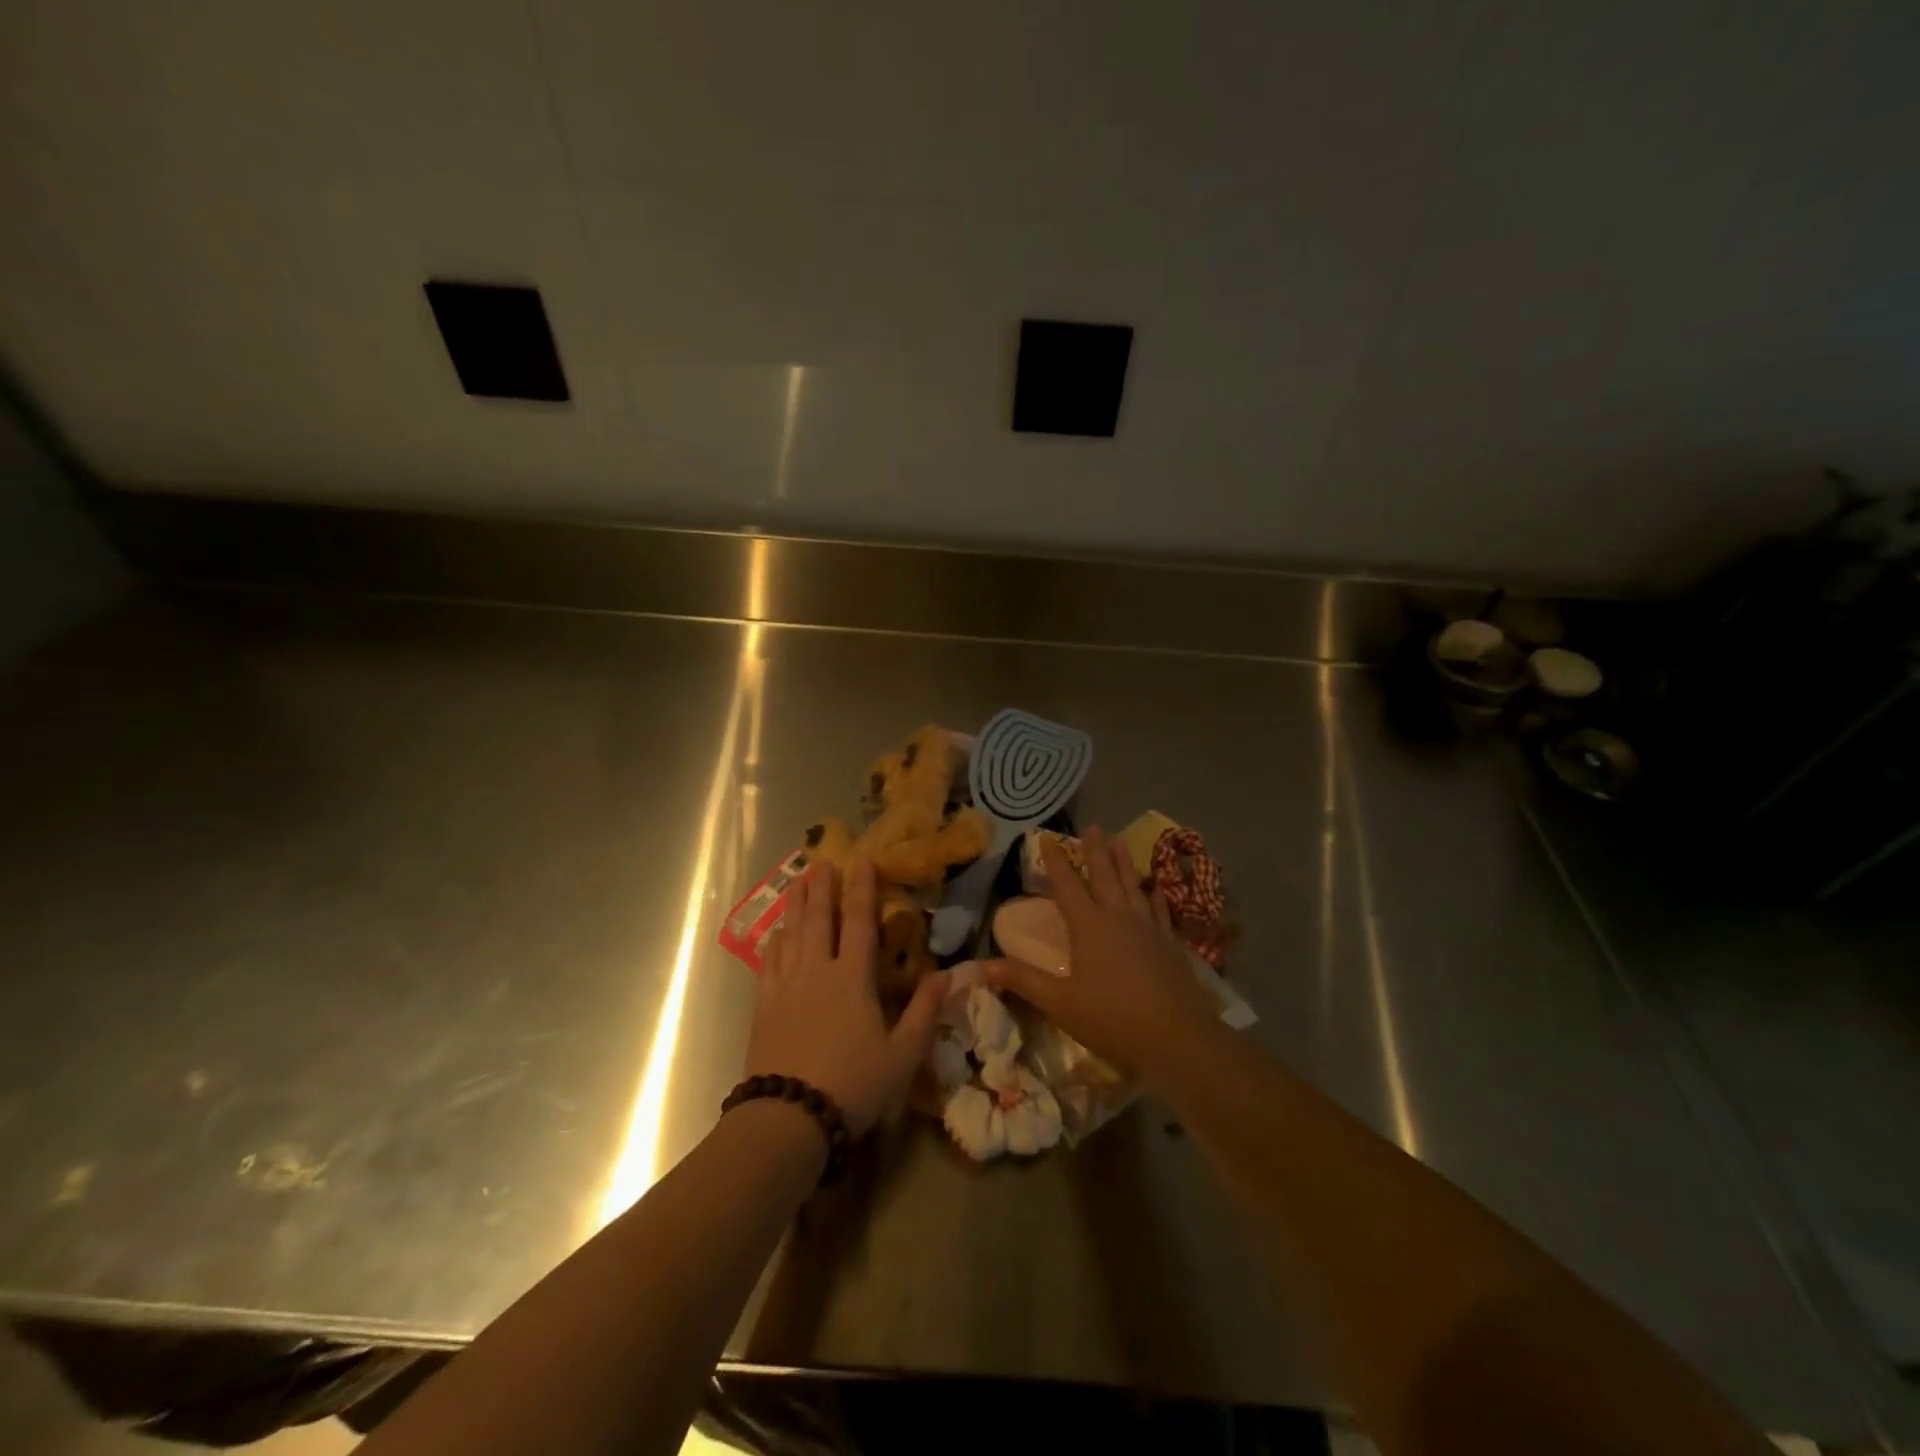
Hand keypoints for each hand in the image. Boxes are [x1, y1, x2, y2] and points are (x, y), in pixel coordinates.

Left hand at [746, 858, 948, 1134]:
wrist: (789, 1117)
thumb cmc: (853, 1084)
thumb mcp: (903, 1054)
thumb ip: (925, 1011)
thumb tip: (948, 974)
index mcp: (852, 977)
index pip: (860, 921)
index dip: (862, 888)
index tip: (862, 859)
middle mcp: (817, 970)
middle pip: (820, 918)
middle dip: (822, 887)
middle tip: (821, 859)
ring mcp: (786, 985)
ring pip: (791, 933)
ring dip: (796, 905)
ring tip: (797, 882)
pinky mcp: (764, 1006)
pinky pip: (768, 962)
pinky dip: (774, 942)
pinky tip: (774, 933)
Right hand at [984, 828, 1217, 1082]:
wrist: (1176, 1037)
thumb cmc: (1111, 1019)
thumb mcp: (1060, 1003)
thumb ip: (1023, 980)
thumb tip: (981, 965)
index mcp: (1089, 926)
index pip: (1067, 886)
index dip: (1056, 862)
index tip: (1047, 838)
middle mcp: (1118, 917)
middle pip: (1104, 876)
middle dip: (1095, 851)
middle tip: (1092, 827)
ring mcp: (1148, 927)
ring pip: (1133, 885)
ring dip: (1125, 862)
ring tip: (1120, 841)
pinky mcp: (1169, 943)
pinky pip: (1159, 909)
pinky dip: (1155, 894)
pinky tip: (1155, 887)